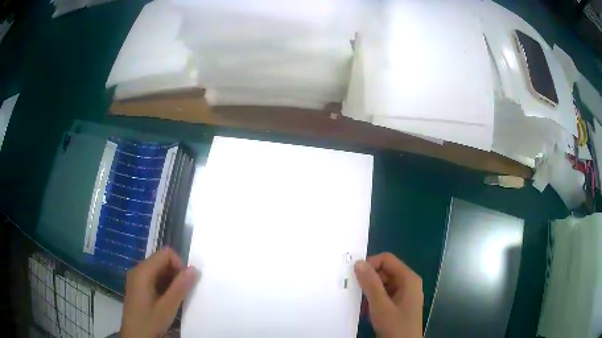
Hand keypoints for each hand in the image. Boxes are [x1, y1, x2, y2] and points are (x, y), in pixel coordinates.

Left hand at [121, 248, 198, 337]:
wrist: (135, 337)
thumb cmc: (149, 321)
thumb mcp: (167, 307)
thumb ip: (180, 287)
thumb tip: (195, 269)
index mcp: (143, 271)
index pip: (165, 254)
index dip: (179, 264)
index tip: (185, 283)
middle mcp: (138, 270)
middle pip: (161, 261)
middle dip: (175, 273)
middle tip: (182, 293)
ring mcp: (136, 278)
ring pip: (158, 270)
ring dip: (170, 280)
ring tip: (175, 298)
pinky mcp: (137, 287)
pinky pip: (153, 278)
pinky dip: (164, 285)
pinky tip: (167, 300)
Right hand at [354, 253, 422, 337]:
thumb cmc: (395, 326)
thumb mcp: (381, 306)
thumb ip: (370, 284)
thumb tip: (358, 263)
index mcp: (408, 278)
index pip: (386, 260)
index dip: (370, 264)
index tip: (355, 277)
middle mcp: (407, 282)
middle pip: (385, 271)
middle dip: (368, 279)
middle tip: (354, 291)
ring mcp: (404, 294)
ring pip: (382, 283)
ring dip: (369, 291)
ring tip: (360, 302)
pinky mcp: (399, 304)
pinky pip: (384, 294)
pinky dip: (373, 299)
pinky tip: (366, 310)